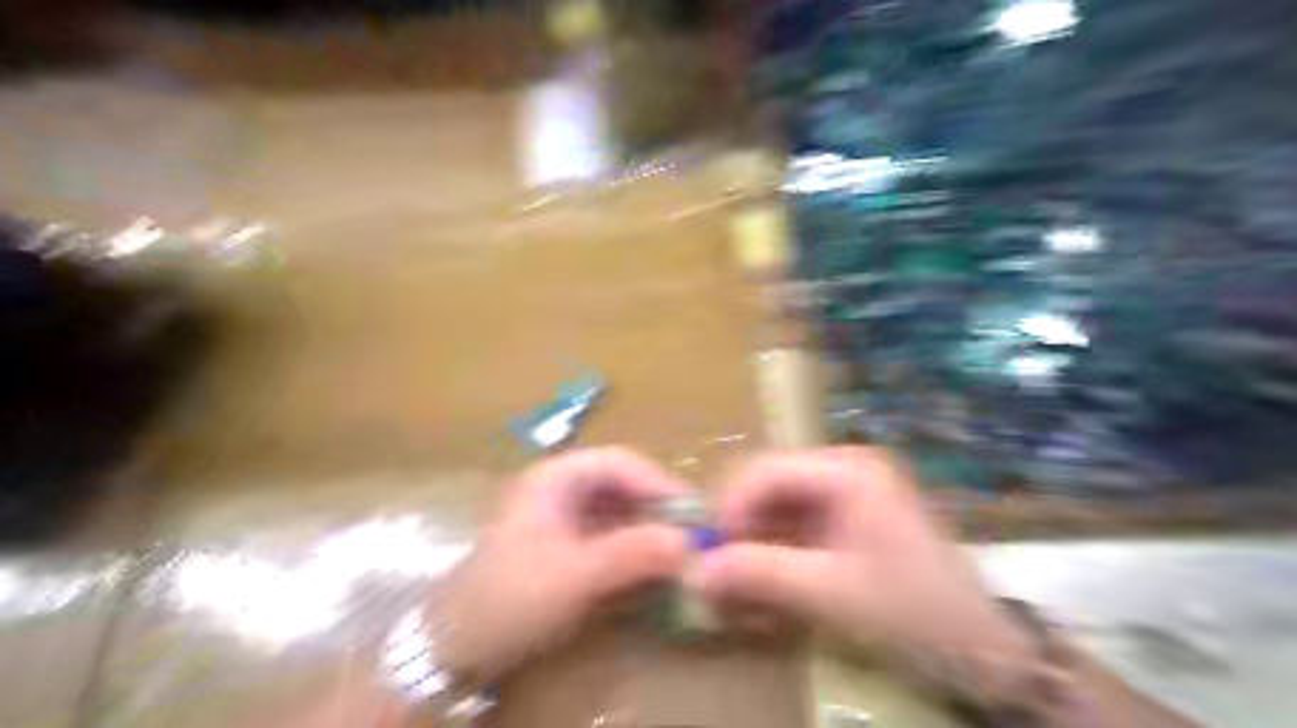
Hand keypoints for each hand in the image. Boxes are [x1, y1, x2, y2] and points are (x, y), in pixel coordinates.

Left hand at [430, 448, 692, 679]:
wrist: (455, 647)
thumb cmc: (510, 598)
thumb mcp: (574, 575)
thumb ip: (633, 554)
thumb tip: (691, 543)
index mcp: (558, 476)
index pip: (622, 462)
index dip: (661, 484)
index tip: (693, 515)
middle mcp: (563, 488)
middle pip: (624, 485)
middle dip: (659, 510)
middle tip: (693, 539)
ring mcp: (564, 517)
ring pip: (620, 512)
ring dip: (650, 531)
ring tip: (679, 556)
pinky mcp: (566, 546)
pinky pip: (611, 537)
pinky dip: (635, 550)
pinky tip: (652, 571)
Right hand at [689, 447, 1033, 656]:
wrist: (979, 644)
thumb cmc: (911, 609)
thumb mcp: (832, 593)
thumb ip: (762, 575)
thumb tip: (695, 570)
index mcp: (846, 469)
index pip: (767, 470)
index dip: (731, 507)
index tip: (710, 551)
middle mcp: (843, 466)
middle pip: (769, 482)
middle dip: (740, 524)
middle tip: (719, 568)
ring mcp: (846, 490)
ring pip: (777, 502)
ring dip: (753, 539)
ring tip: (738, 579)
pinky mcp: (846, 515)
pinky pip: (794, 521)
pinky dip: (774, 548)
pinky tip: (766, 578)